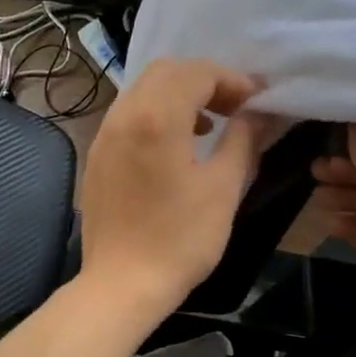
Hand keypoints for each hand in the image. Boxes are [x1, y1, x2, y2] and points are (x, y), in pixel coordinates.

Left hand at [79, 59, 262, 321]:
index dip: (232, 80)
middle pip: (166, 72)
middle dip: (205, 80)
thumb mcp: (223, 189)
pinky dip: (156, 114)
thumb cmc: (180, 240)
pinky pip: (128, 115)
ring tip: (209, 125)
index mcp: (157, 118)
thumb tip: (258, 115)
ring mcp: (104, 135)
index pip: (197, 74)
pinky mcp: (97, 156)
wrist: (122, 284)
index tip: (257, 100)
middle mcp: (124, 115)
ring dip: (179, 95)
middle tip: (235, 107)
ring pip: (143, 90)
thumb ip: (243, 141)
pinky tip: (175, 146)